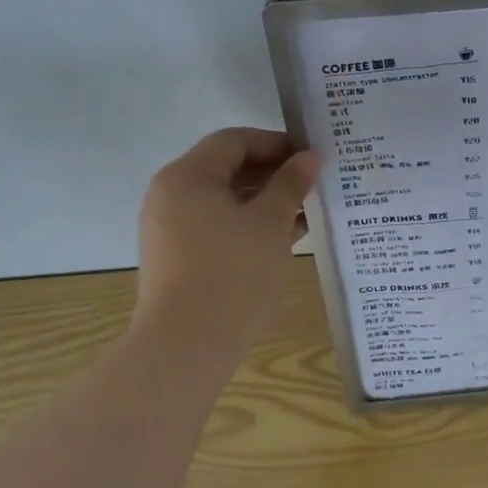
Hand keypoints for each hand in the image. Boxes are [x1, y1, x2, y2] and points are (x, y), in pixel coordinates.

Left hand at [132, 128, 318, 354]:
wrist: (186, 346)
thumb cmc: (232, 273)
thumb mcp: (270, 223)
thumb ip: (291, 184)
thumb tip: (309, 156)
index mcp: (187, 177)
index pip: (234, 141)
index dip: (276, 143)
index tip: (312, 157)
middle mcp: (172, 196)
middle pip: (228, 169)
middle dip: (274, 173)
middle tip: (315, 184)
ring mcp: (172, 229)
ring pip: (226, 201)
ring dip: (267, 202)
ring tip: (309, 211)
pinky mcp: (180, 258)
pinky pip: (220, 227)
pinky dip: (251, 226)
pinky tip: (288, 236)